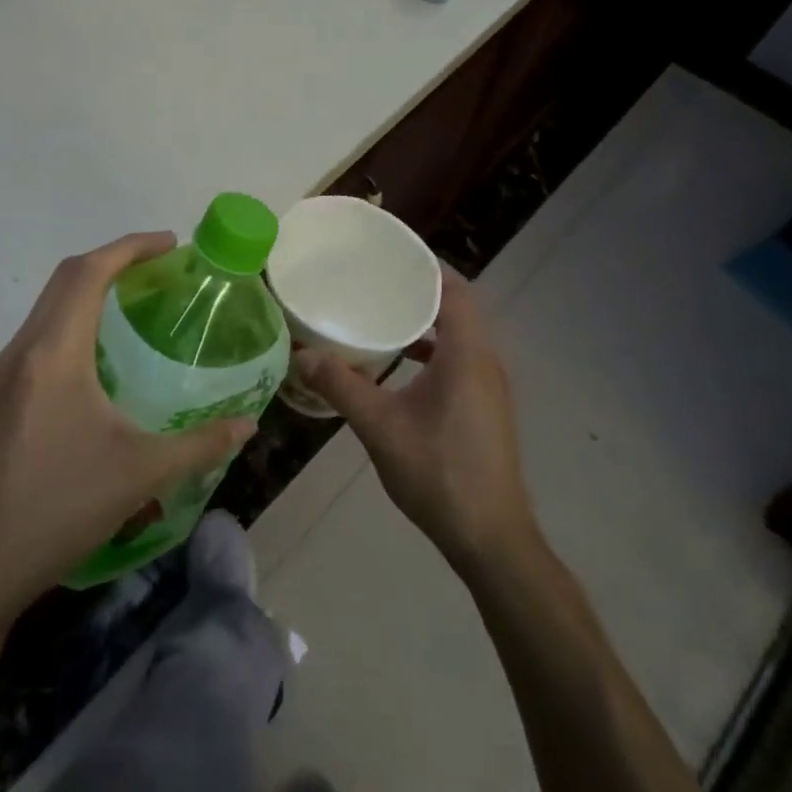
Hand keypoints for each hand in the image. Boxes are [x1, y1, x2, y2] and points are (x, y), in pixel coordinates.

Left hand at [0, 232, 255, 617]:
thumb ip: (201, 444)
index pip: (88, 274)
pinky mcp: (1, 395)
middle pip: (65, 278)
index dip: (130, 248)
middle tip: (159, 266)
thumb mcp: (143, 473)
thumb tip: (248, 425)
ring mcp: (6, 373)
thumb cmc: (63, 507)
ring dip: (89, 288)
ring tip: (135, 299)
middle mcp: (24, 351)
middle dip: (112, 260)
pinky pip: (41, 333)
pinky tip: (102, 351)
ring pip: (49, 304)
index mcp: (54, 354)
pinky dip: (74, 317)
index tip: (170, 244)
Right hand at [295, 270, 534, 572]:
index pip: (454, 289)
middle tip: (375, 278)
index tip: (389, 252)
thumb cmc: (439, 474)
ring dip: (426, 320)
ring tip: (381, 312)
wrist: (491, 539)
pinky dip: (432, 349)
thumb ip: (341, 386)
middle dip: (419, 288)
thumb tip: (300, 355)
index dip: (426, 265)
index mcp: (467, 355)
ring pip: (459, 335)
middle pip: (457, 307)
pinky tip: (399, 363)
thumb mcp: (381, 428)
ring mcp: (489, 386)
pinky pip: (459, 358)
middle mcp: (485, 361)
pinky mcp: (486, 406)